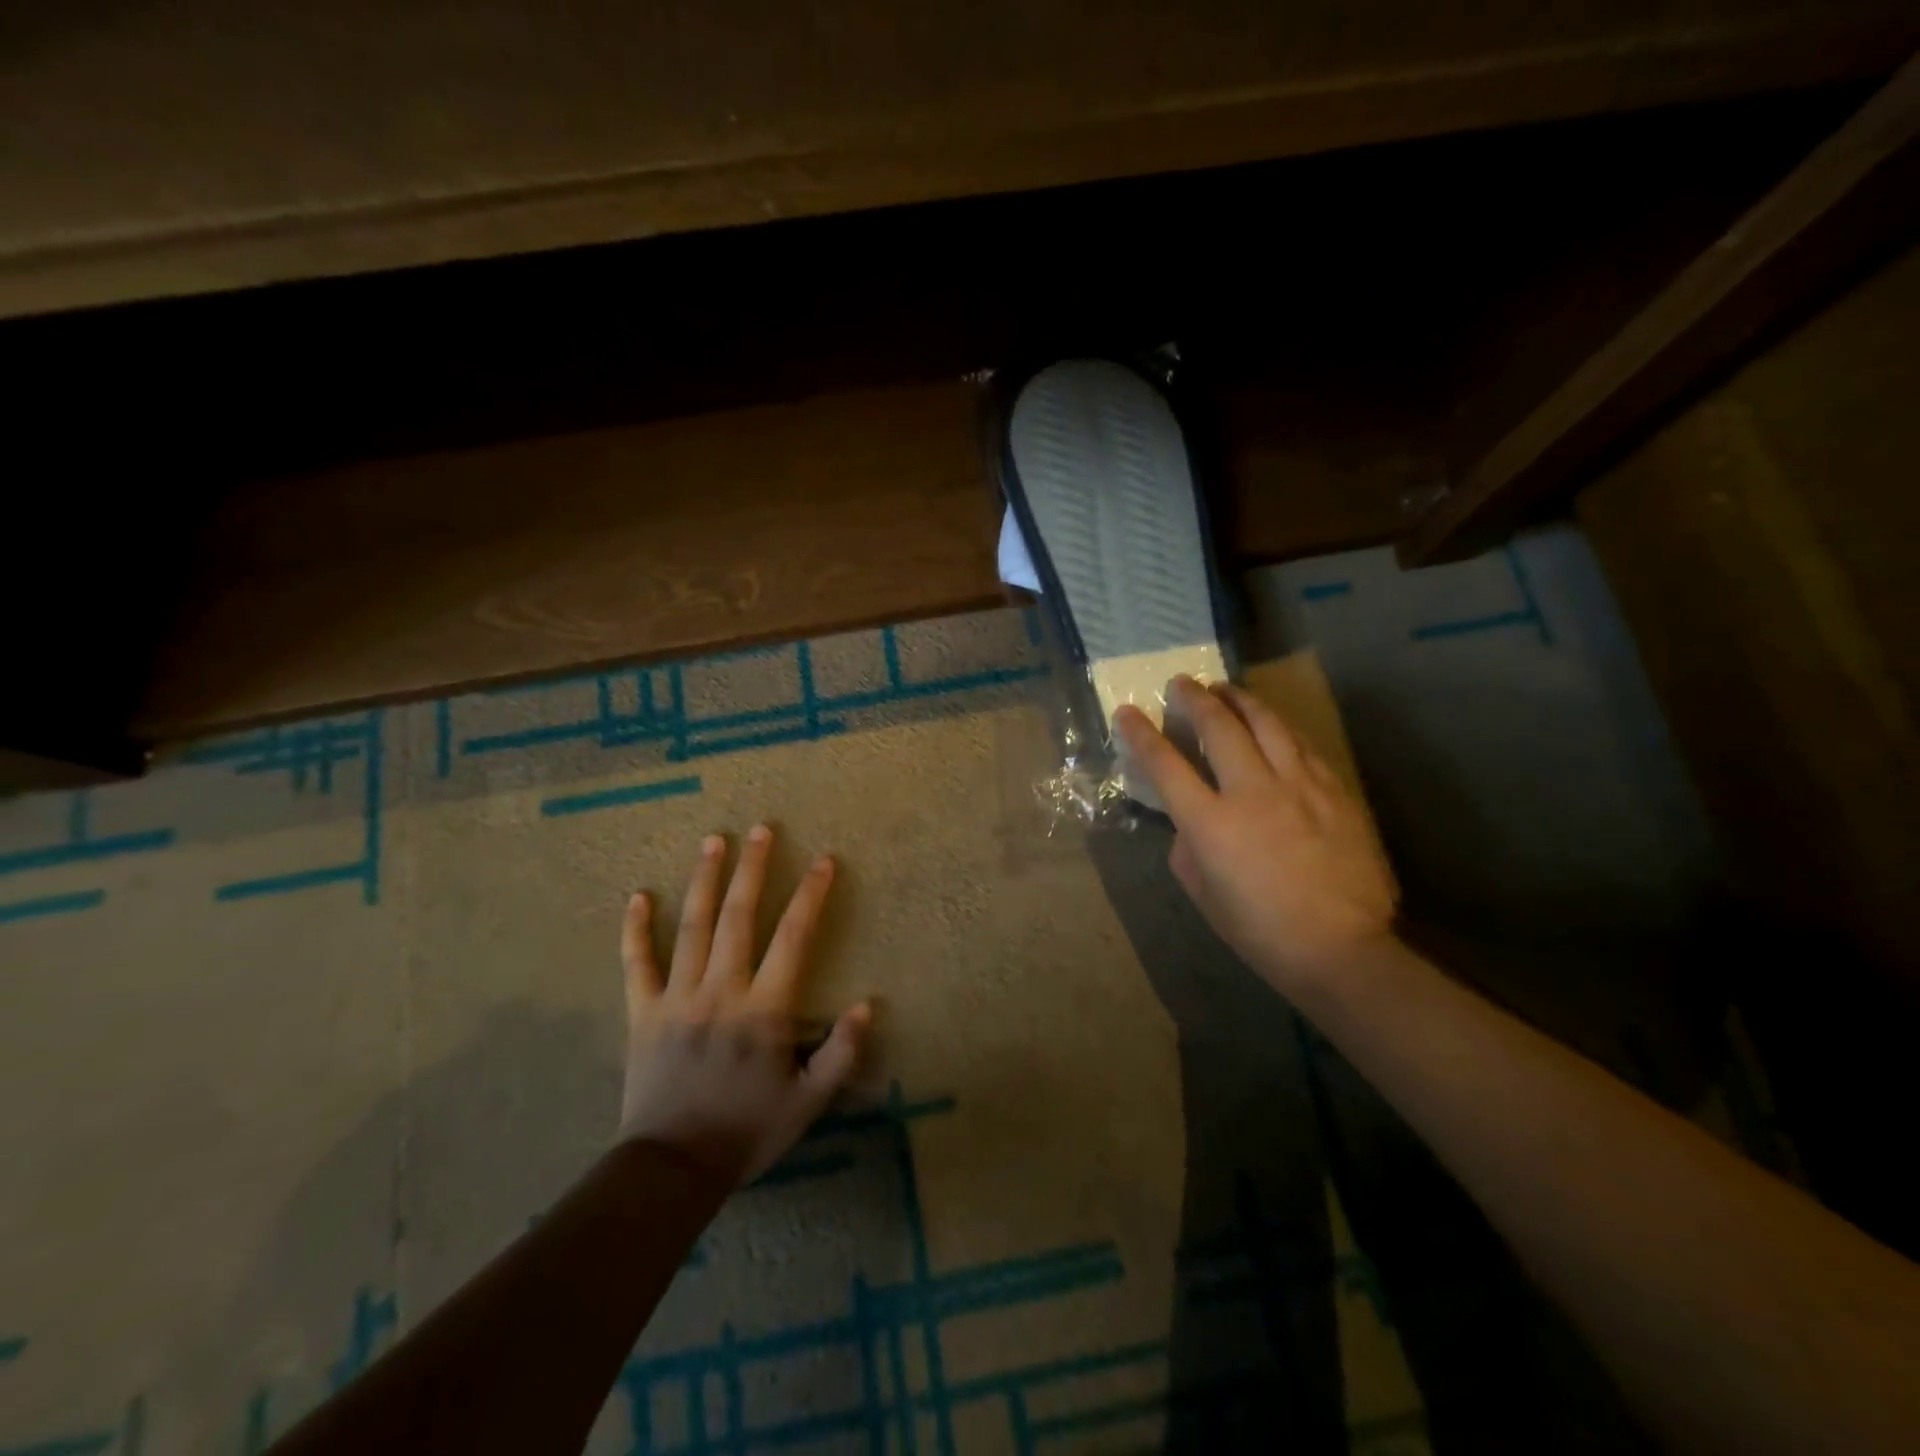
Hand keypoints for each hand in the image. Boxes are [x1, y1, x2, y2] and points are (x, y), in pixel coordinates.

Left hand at [619, 826, 870, 1186]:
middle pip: (738, 916)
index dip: (811, 895)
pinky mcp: (643, 1013)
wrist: (671, 1169)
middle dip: (753, 869)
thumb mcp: (808, 1102)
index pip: (793, 937)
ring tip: (713, 841)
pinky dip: (636, 929)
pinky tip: (638, 896)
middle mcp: (721, 989)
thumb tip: (868, 1004)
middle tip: (761, 829)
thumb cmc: (746, 1131)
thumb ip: (841, 1053)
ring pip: (692, 926)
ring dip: (704, 880)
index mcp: (763, 1008)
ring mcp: (678, 997)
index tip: (823, 860)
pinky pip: (637, 963)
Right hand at [1113, 676, 1397, 991]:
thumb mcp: (1204, 896)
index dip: (1141, 734)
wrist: (1341, 948)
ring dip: (1241, 700)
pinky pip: (1301, 745)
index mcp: (1211, 823)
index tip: (1127, 712)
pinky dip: (1279, 727)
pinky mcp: (1334, 790)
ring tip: (1226, 689)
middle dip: (1195, 699)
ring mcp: (1298, 786)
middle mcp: (1252, 791)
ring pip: (1267, 723)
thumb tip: (1189, 825)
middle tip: (1182, 683)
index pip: (1166, 765)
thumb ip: (1187, 851)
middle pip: (1219, 727)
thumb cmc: (1261, 931)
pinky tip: (1273, 725)